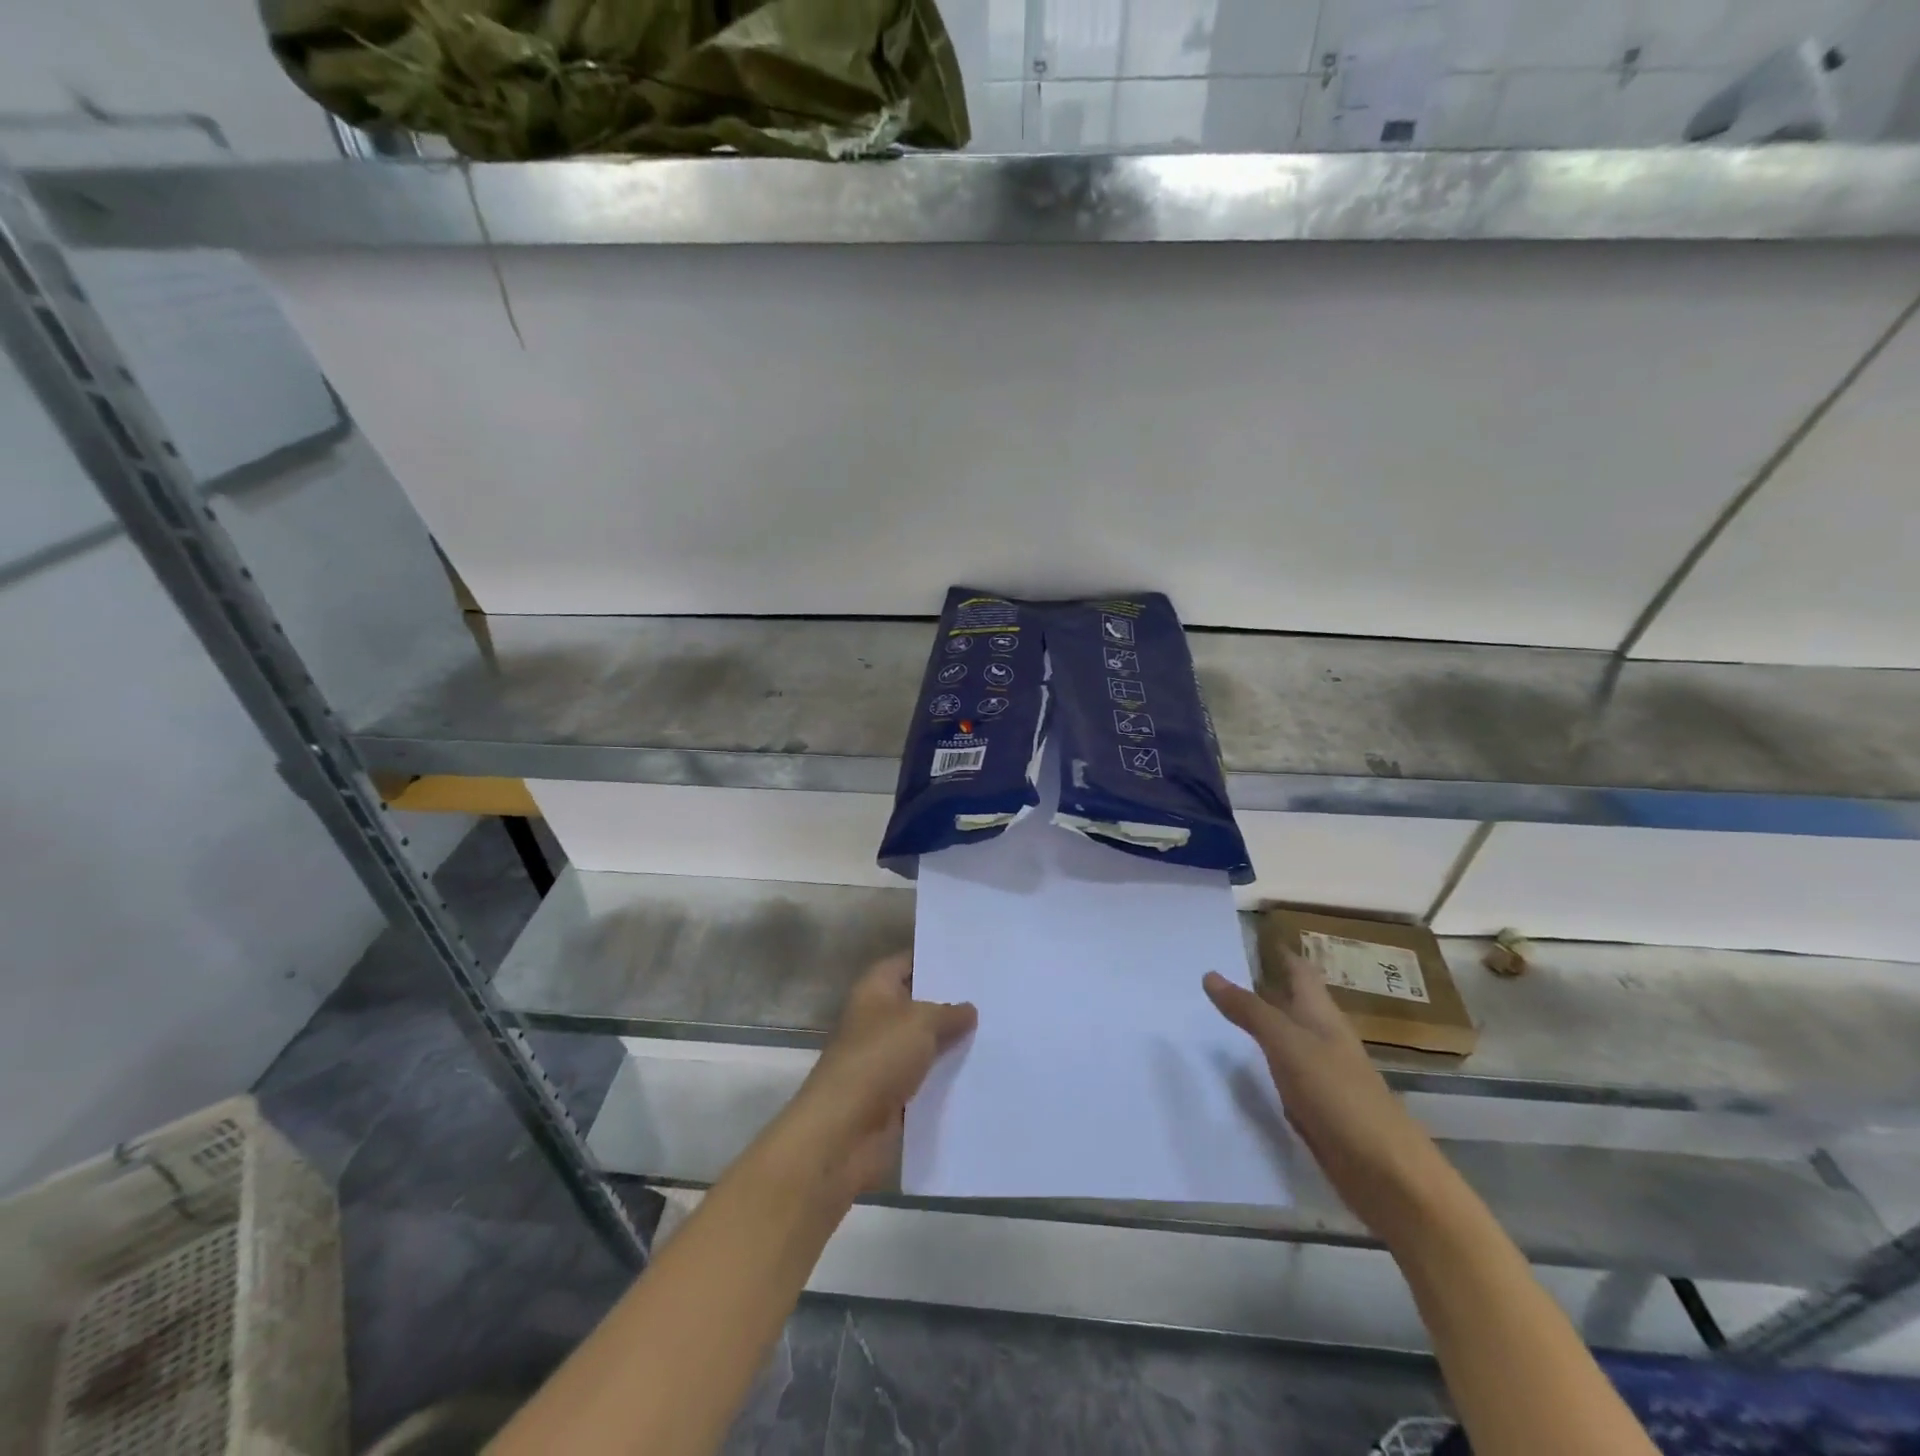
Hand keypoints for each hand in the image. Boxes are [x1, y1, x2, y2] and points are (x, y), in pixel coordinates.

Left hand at [789, 953, 976, 1194]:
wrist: (845, 1130)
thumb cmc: (878, 1058)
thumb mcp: (920, 1022)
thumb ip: (948, 1012)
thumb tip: (968, 1009)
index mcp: (875, 989)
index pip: (907, 962)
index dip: (935, 958)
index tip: (972, 958)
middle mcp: (878, 1019)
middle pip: (918, 1004)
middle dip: (951, 1002)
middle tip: (993, 995)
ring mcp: (884, 1059)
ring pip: (925, 1043)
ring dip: (952, 1043)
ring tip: (997, 1031)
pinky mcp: (893, 1095)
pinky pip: (926, 1078)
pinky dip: (947, 1077)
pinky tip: (983, 1071)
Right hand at [1204, 952, 1441, 1238]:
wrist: (1386, 1173)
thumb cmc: (1338, 1095)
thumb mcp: (1288, 1045)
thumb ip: (1249, 1010)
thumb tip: (1210, 974)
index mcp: (1322, 1016)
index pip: (1300, 972)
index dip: (1280, 953)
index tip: (1252, 935)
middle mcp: (1324, 1038)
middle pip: (1294, 1002)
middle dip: (1266, 983)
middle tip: (1224, 969)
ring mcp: (1323, 1074)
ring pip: (1288, 1036)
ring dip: (1263, 1021)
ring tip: (1224, 1009)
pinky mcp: (1317, 1107)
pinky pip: (1284, 1071)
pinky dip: (1264, 1059)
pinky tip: (1244, 1064)